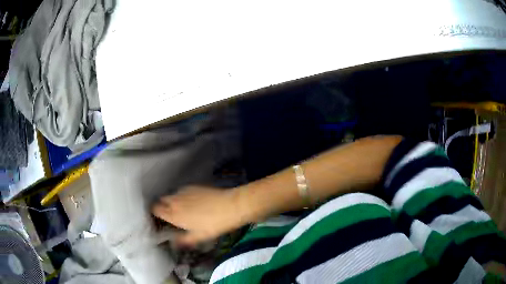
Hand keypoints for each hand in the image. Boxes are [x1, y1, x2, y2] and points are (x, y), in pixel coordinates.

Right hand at [152, 185, 242, 245]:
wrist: (229, 206)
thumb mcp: (199, 237)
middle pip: (161, 201)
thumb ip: (184, 240)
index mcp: (174, 215)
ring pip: (171, 195)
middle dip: (163, 206)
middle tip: (170, 214)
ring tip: (182, 208)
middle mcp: (175, 201)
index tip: (159, 218)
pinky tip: (192, 201)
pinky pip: (181, 191)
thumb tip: (174, 242)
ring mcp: (183, 192)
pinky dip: (182, 196)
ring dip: (172, 201)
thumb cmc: (213, 225)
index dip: (155, 213)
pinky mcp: (192, 186)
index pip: (155, 209)